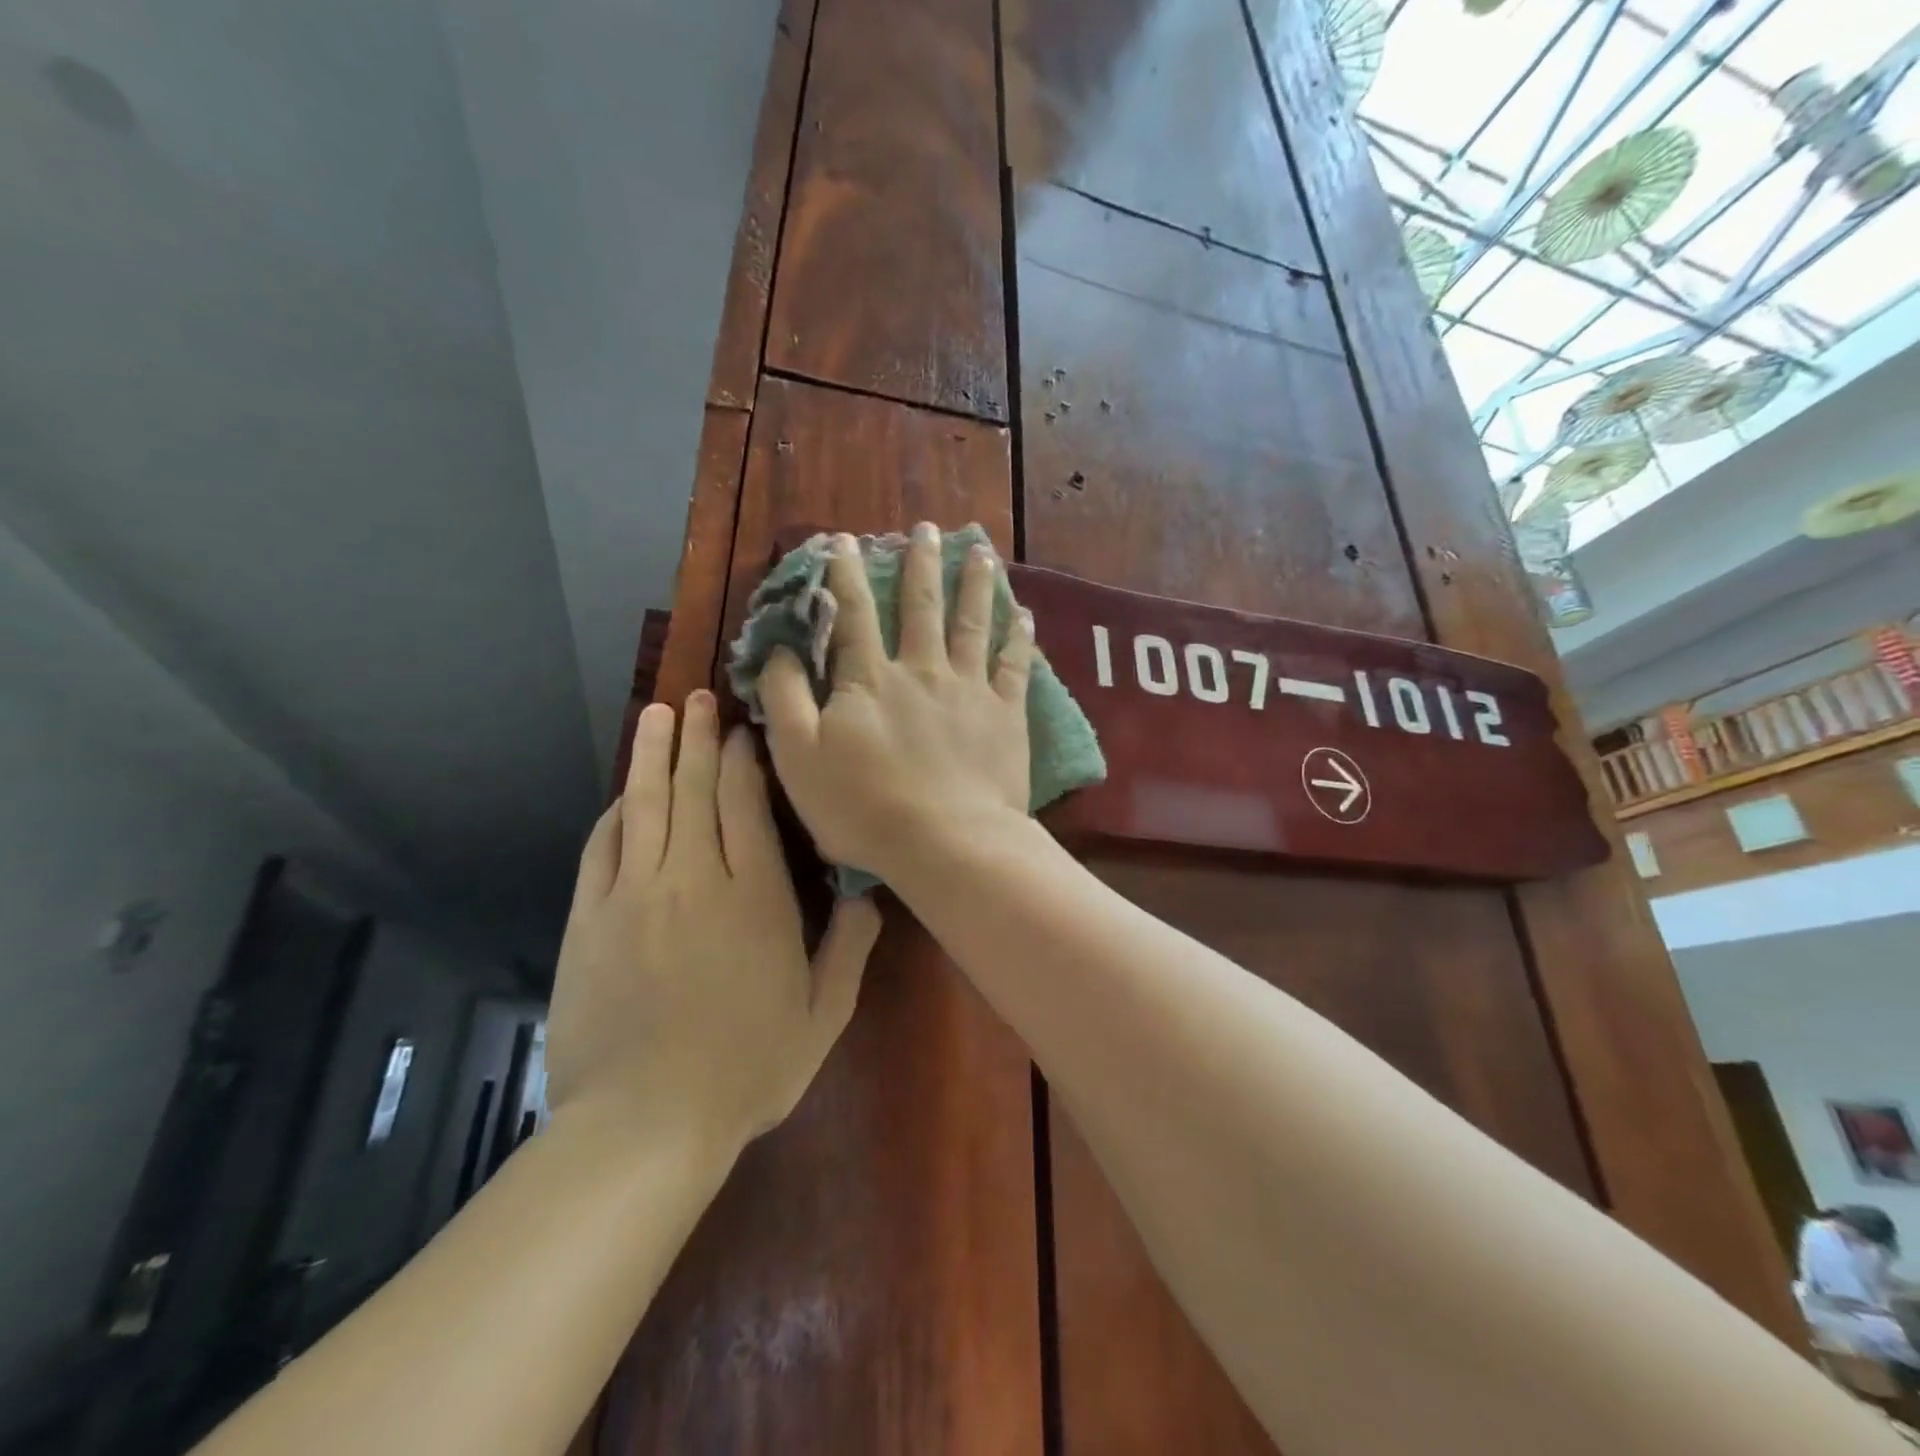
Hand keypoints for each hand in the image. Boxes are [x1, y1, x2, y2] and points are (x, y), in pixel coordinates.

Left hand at [546, 691, 882, 1151]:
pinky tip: (622, 794)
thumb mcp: (822, 1016)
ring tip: (658, 714)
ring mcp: (634, 894)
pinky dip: (616, 813)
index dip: (745, 758)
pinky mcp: (589, 919)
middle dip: (700, 738)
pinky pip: (603, 848)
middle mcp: (694, 878)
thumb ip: (850, 946)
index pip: (746, 803)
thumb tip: (867, 891)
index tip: (747, 728)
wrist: (643, 1126)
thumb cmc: (746, 1070)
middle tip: (701, 697)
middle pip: (694, 789)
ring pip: (645, 805)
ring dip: (653, 754)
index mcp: (754, 896)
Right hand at [759, 523, 1033, 882]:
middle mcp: (922, 670)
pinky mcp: (1006, 714)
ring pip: (972, 623)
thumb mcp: (799, 757)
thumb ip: (785, 698)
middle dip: (920, 564)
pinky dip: (1018, 637)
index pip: (853, 614)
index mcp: (870, 680)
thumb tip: (779, 650)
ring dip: (974, 584)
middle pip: (920, 606)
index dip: (845, 575)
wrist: (947, 842)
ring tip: (979, 551)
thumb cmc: (864, 807)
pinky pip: (1015, 665)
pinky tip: (1023, 613)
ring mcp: (969, 689)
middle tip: (926, 529)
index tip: (845, 541)